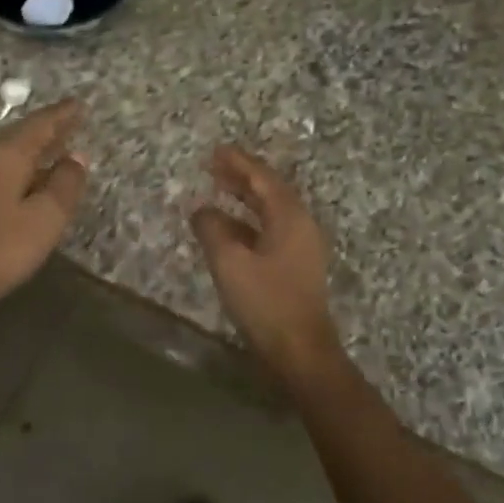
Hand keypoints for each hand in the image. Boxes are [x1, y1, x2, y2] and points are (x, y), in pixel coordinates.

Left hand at [0, 99, 89, 314]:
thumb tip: (77, 157)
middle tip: (72, 119)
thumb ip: (65, 184)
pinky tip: (32, 175)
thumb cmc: (1, 247)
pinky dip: (23, 164)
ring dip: (35, 146)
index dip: (62, 115)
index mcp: (7, 155)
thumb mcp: (45, 217)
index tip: (80, 104)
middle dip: (48, 126)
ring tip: (57, 144)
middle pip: (22, 134)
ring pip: (10, 151)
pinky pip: (2, 167)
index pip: (40, 125)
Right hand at [190, 144, 340, 373]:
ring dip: (245, 198)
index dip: (238, 163)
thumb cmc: (266, 302)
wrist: (301, 351)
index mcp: (289, 217)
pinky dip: (248, 222)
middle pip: (269, 191)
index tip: (216, 150)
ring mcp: (301, 247)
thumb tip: (201, 210)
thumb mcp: (230, 263)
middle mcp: (300, 225)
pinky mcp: (296, 266)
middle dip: (242, 177)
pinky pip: (270, 230)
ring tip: (218, 189)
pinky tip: (227, 228)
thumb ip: (212, 230)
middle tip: (214, 165)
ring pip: (270, 211)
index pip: (262, 178)